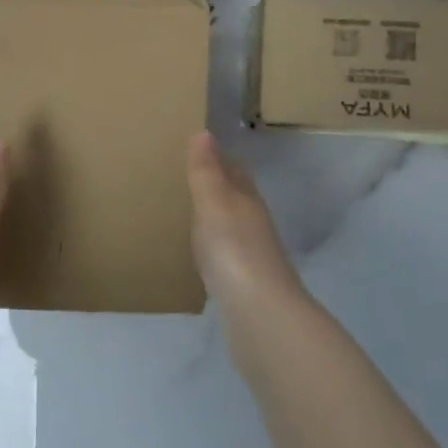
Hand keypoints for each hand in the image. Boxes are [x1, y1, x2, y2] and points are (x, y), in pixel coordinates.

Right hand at [185, 132, 300, 308]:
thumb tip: (204, 132)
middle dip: (218, 185)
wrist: (260, 314)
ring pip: (233, 225)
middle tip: (187, 178)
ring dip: (215, 217)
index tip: (198, 148)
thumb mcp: (214, 203)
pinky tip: (201, 254)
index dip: (219, 158)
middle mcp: (254, 222)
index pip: (235, 170)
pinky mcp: (245, 284)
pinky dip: (214, 247)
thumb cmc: (234, 250)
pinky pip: (227, 254)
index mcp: (247, 199)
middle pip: (237, 196)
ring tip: (188, 213)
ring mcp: (252, 255)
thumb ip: (207, 171)